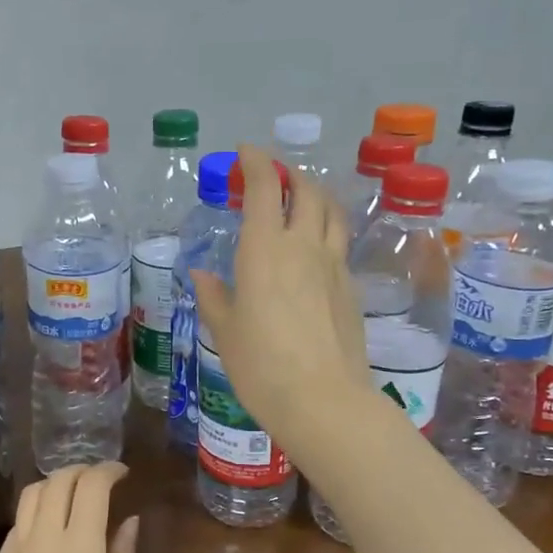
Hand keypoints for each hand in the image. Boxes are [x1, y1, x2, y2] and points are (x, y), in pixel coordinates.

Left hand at [0, 464, 139, 552]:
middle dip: (81, 471)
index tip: (121, 474)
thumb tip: (128, 522)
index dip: (108, 470)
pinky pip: (17, 524)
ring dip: (54, 485)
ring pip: (31, 495)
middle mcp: (43, 539)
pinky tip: (46, 534)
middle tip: (99, 482)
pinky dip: (35, 513)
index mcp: (78, 548)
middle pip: (58, 480)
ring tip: (71, 499)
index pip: (90, 485)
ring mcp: (14, 552)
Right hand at [190, 146, 371, 458]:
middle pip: (307, 191)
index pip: (265, 188)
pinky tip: (315, 247)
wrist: (323, 400)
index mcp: (265, 249)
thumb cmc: (261, 365)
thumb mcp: (224, 331)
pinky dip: (327, 229)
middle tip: (273, 175)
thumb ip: (213, 295)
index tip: (246, 152)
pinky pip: (340, 243)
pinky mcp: (351, 288)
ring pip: (332, 212)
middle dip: (290, 174)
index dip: (256, 162)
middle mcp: (304, 246)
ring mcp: (334, 265)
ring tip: (302, 198)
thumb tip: (201, 273)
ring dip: (316, 194)